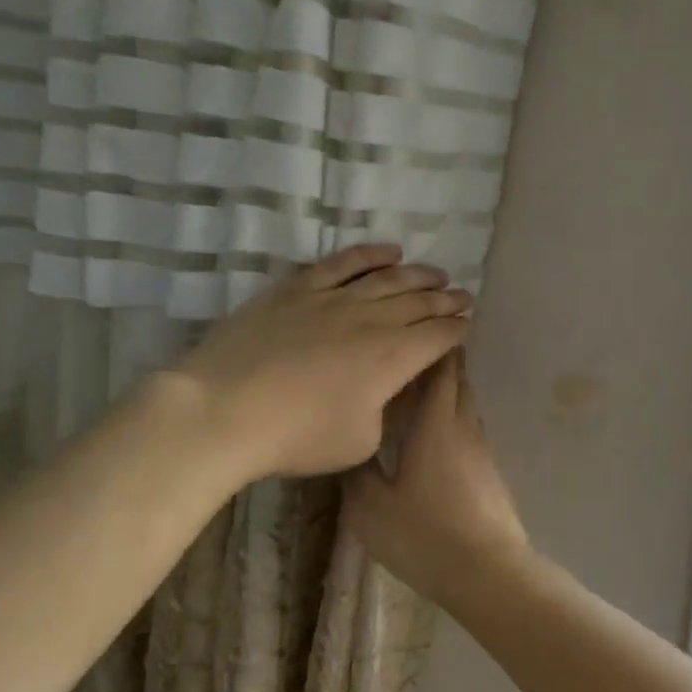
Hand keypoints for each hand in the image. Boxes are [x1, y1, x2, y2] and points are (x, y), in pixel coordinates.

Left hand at [173, 245, 471, 480]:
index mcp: (393, 358)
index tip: (467, 325)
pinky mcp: (298, 289)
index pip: (438, 336)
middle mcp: (372, 319)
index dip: (458, 330)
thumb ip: (383, 409)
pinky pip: (342, 262)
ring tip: (436, 274)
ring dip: (418, 274)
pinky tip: (389, 251)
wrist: (224, 411)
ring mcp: (333, 298)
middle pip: (420, 302)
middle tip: (463, 296)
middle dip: (447, 300)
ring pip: (388, 277)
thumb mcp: (361, 440)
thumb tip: (383, 389)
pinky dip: (370, 254)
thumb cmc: (298, 437)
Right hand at [346, 352, 529, 599]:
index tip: (418, 330)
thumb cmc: (425, 534)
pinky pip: (470, 433)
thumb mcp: (372, 508)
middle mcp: (464, 428)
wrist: (488, 571)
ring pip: (466, 407)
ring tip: (420, 393)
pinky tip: (435, 439)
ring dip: (448, 393)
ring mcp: (483, 451)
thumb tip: (351, 447)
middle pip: (458, 383)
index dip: (432, 348)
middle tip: (411, 356)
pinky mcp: (491, 474)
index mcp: (436, 424)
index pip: (440, 371)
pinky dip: (453, 422)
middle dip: (440, 364)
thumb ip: (358, 473)